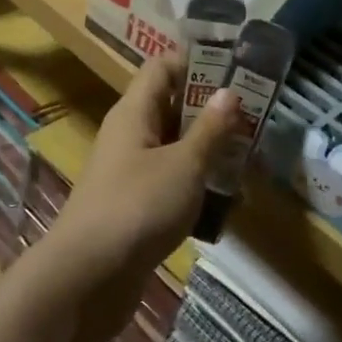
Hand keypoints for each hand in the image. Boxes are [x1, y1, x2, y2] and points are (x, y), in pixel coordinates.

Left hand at [40, 54, 240, 341]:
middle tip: (254, 114)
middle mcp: (129, 135)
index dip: (195, 62)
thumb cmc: (137, 207)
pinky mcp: (134, 207)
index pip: (162, 67)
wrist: (87, 278)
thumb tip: (228, 91)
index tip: (235, 69)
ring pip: (173, 146)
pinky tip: (227, 198)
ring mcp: (129, 172)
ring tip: (249, 153)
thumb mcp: (183, 165)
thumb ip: (209, 129)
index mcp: (134, 112)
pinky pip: (169, 181)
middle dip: (210, 109)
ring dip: (207, 148)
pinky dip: (195, 183)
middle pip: (170, 106)